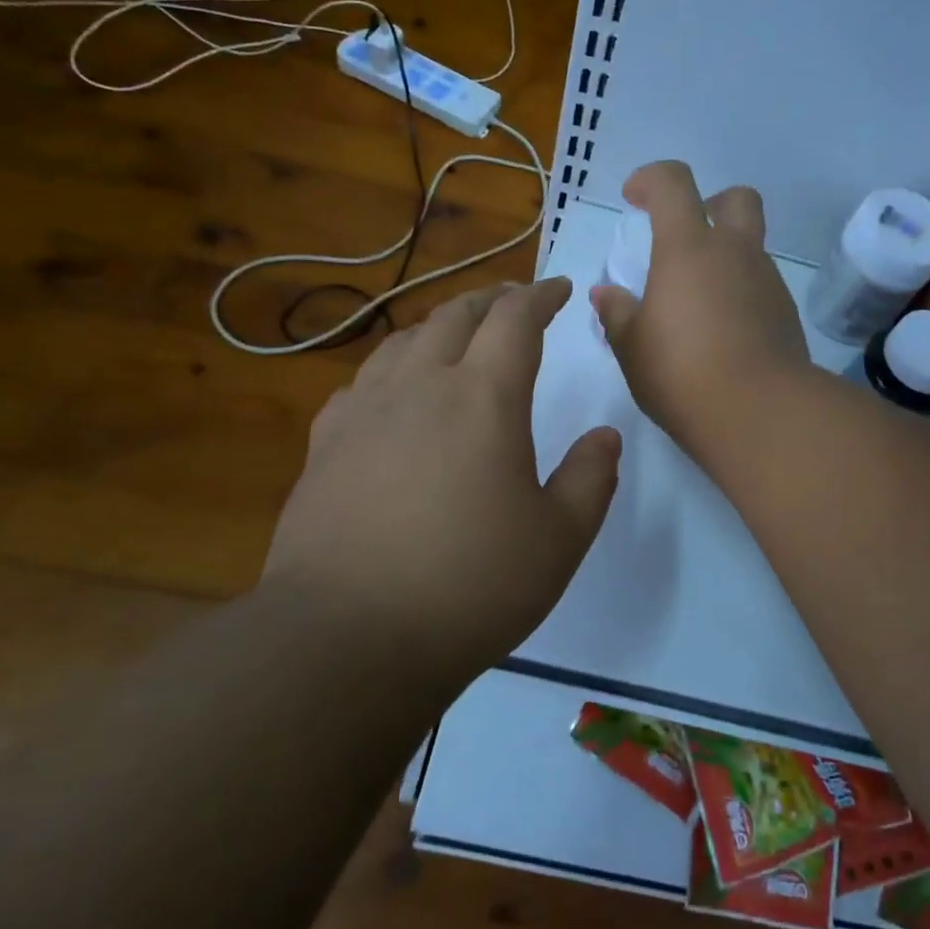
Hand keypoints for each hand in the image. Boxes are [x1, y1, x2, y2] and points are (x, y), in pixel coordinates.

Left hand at [264, 278, 619, 694]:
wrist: (346, 638)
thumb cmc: (469, 587)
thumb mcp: (559, 539)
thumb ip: (591, 478)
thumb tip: (604, 437)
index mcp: (484, 398)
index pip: (515, 319)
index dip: (541, 296)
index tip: (560, 290)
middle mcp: (421, 386)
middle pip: (456, 316)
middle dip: (492, 300)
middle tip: (515, 301)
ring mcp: (364, 412)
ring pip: (404, 341)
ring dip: (440, 326)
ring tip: (459, 335)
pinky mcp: (325, 445)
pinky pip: (362, 383)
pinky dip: (391, 368)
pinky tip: (393, 391)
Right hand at [591, 161, 809, 451]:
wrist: (760, 413)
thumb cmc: (681, 372)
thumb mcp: (631, 346)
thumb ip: (616, 313)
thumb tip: (605, 293)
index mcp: (689, 248)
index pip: (673, 183)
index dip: (650, 179)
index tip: (633, 198)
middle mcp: (735, 253)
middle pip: (736, 199)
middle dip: (710, 204)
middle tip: (685, 237)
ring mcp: (767, 282)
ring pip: (750, 248)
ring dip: (725, 259)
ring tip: (696, 305)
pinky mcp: (786, 314)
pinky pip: (760, 286)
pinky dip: (740, 294)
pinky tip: (722, 333)